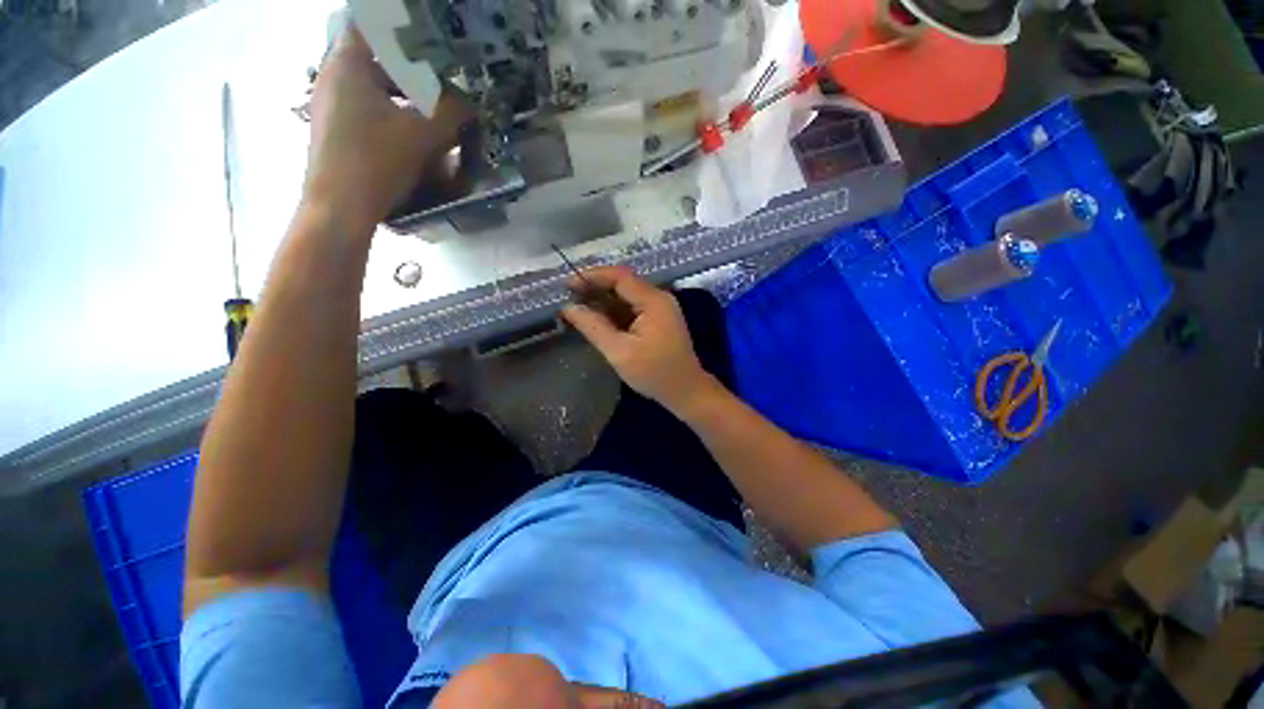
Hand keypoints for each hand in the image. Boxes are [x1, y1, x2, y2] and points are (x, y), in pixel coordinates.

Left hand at [302, 27, 468, 231]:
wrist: (340, 208)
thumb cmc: (376, 160)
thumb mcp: (423, 135)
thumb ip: (451, 113)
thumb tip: (469, 104)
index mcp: (347, 64)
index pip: (370, 26)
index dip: (400, 29)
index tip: (428, 41)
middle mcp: (332, 78)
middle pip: (375, 60)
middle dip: (410, 71)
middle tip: (440, 84)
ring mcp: (329, 106)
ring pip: (372, 89)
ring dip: (402, 98)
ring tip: (431, 115)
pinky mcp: (334, 131)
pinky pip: (366, 111)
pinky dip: (390, 117)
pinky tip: (411, 138)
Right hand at [561, 267, 717, 414]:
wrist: (685, 391)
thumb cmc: (654, 373)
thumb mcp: (619, 352)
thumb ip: (593, 327)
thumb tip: (568, 308)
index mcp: (654, 301)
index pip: (620, 277)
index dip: (592, 276)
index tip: (568, 285)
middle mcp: (659, 298)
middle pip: (623, 283)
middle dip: (595, 287)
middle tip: (569, 296)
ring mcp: (660, 308)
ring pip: (626, 295)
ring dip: (603, 299)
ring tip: (577, 306)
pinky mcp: (658, 319)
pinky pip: (632, 307)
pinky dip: (613, 310)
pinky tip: (596, 317)